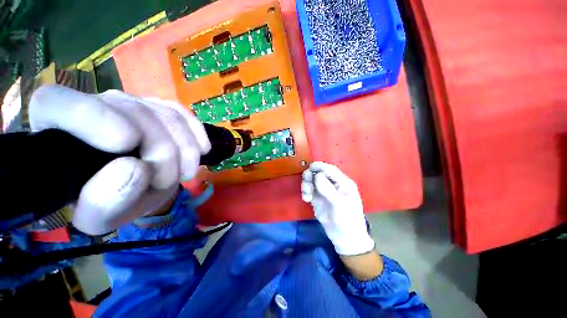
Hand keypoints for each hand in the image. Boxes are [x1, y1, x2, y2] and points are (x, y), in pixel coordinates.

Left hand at [29, 85, 210, 234]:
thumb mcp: (101, 216)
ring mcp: (130, 104)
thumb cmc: (107, 201)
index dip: (92, 116)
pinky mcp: (158, 108)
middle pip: (135, 113)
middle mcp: (92, 107)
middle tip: (169, 181)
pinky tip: (202, 149)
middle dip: (163, 151)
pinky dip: (196, 132)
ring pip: (165, 114)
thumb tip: (136, 168)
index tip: (127, 143)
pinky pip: (182, 112)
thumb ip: (106, 201)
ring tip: (185, 173)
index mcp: (57, 132)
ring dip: (185, 148)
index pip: (57, 103)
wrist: (130, 186)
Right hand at [301, 162, 374, 255]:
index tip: (310, 168)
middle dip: (311, 175)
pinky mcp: (317, 199)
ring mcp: (324, 192)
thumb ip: (328, 189)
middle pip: (319, 173)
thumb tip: (317, 175)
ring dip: (306, 184)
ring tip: (307, 194)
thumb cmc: (347, 220)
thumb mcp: (339, 204)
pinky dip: (305, 192)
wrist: (344, 238)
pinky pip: (309, 190)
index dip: (320, 167)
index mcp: (342, 183)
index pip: (330, 170)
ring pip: (312, 181)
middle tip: (306, 181)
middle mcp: (333, 185)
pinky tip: (306, 199)